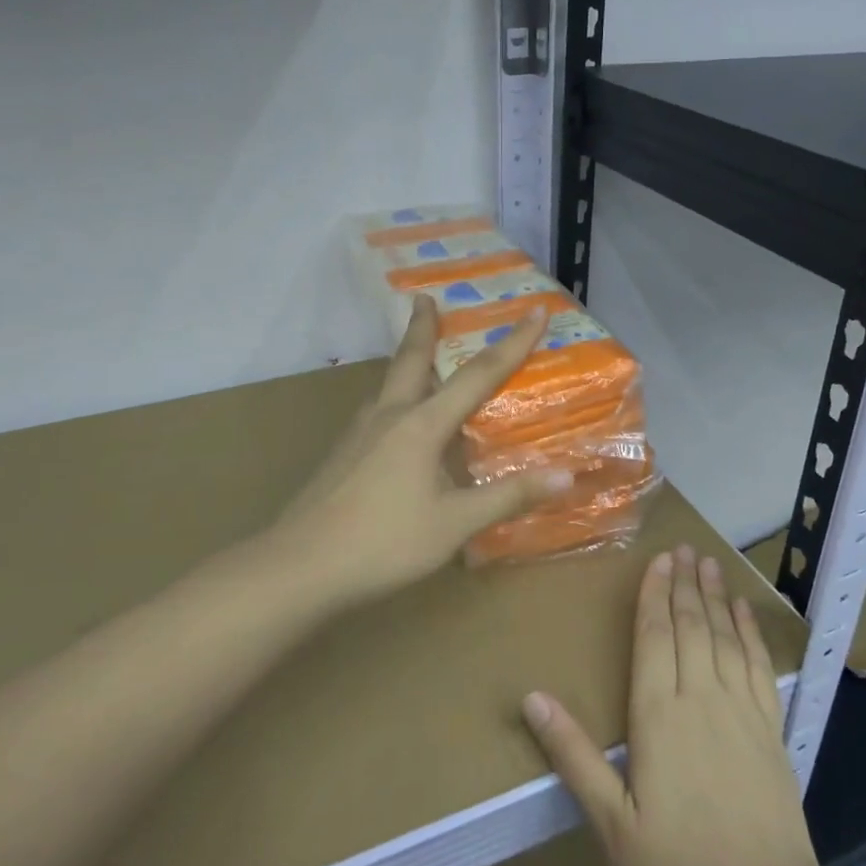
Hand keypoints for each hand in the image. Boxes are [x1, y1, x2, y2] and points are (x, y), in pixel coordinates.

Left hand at [270, 295, 573, 606]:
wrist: (299, 567)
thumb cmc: (385, 543)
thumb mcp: (455, 523)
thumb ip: (508, 497)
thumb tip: (566, 477)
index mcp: (422, 425)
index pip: (478, 375)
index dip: (512, 343)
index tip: (535, 311)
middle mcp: (388, 416)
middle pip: (411, 359)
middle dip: (423, 326)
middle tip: (424, 298)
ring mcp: (358, 434)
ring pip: (389, 384)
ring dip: (407, 362)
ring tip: (418, 356)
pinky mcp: (342, 455)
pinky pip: (377, 412)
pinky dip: (395, 399)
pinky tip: (396, 423)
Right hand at [521, 546, 830, 865]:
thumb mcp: (612, 824)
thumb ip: (574, 756)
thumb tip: (532, 699)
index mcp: (659, 717)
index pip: (654, 639)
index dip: (654, 596)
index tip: (657, 561)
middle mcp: (701, 699)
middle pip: (691, 627)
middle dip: (684, 584)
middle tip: (683, 548)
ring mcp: (742, 711)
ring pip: (725, 638)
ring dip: (716, 597)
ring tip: (709, 563)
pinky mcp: (771, 728)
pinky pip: (759, 666)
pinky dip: (750, 633)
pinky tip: (744, 613)